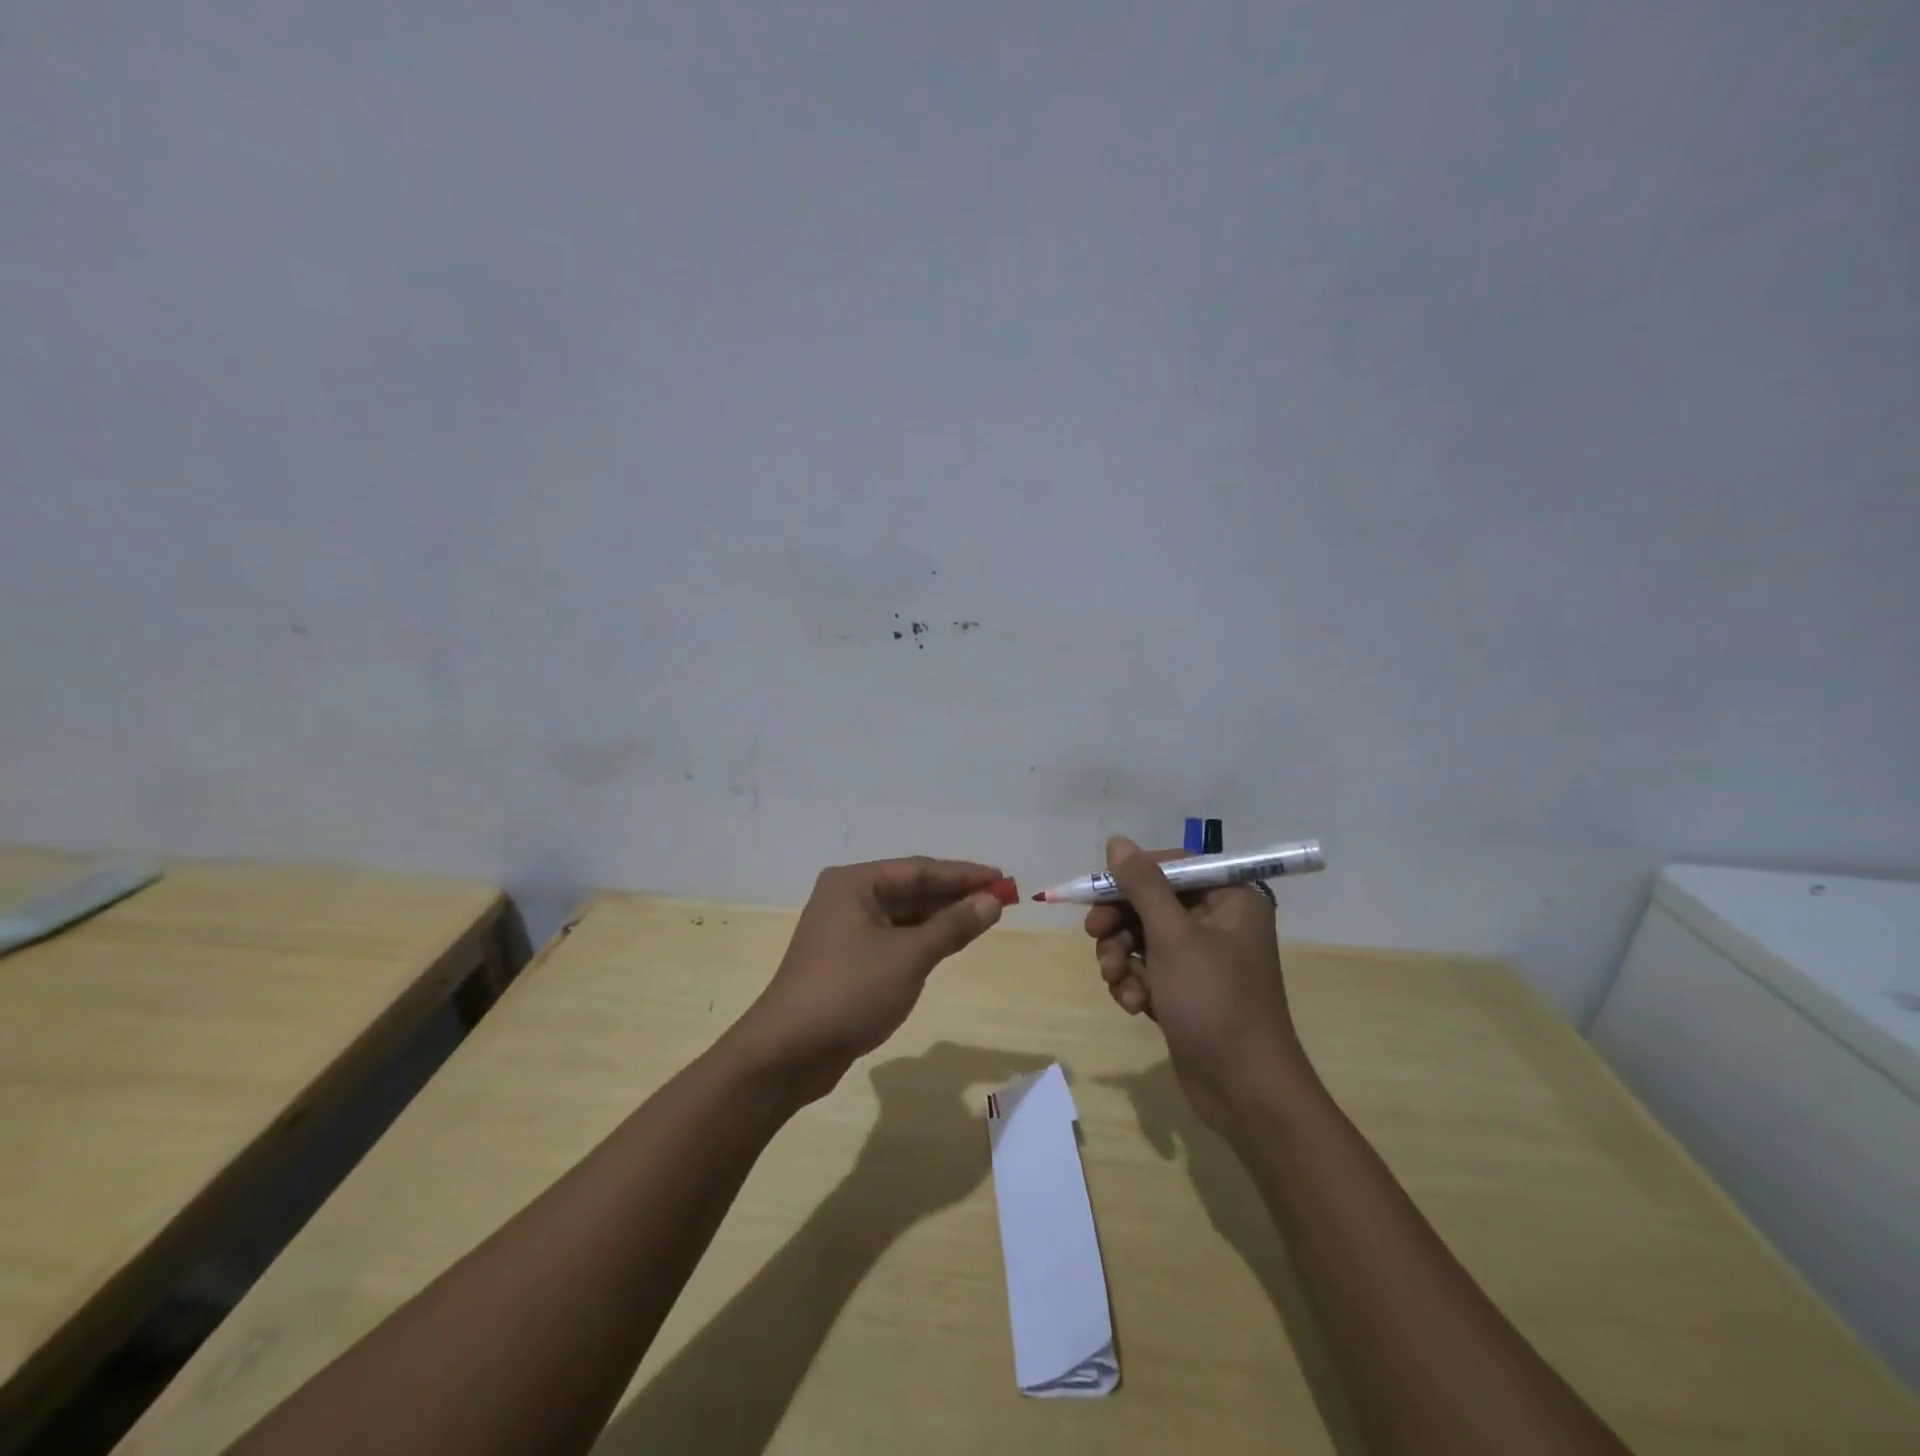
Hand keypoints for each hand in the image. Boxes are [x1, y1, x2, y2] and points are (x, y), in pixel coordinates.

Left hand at [733, 857, 1005, 1103]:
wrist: (787, 1053)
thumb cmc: (849, 993)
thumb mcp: (908, 957)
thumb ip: (952, 926)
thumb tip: (992, 901)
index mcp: (854, 883)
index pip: (919, 870)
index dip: (964, 874)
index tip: (1002, 878)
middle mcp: (847, 898)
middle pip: (911, 890)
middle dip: (955, 896)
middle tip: (1000, 900)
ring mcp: (845, 930)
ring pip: (903, 916)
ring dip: (941, 919)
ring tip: (984, 919)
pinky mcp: (847, 961)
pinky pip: (894, 939)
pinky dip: (923, 940)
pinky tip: (950, 943)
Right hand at [1085, 836, 1305, 1131]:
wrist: (1244, 1090)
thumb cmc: (1214, 1001)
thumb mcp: (1173, 936)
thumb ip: (1143, 885)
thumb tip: (1117, 842)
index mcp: (1230, 898)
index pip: (1173, 865)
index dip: (1133, 875)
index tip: (1098, 890)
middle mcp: (1218, 922)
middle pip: (1152, 901)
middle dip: (1120, 921)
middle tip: (1095, 934)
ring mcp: (1202, 959)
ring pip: (1143, 937)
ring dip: (1121, 955)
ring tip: (1115, 979)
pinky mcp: (1187, 990)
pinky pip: (1149, 970)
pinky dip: (1135, 982)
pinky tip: (1132, 1004)